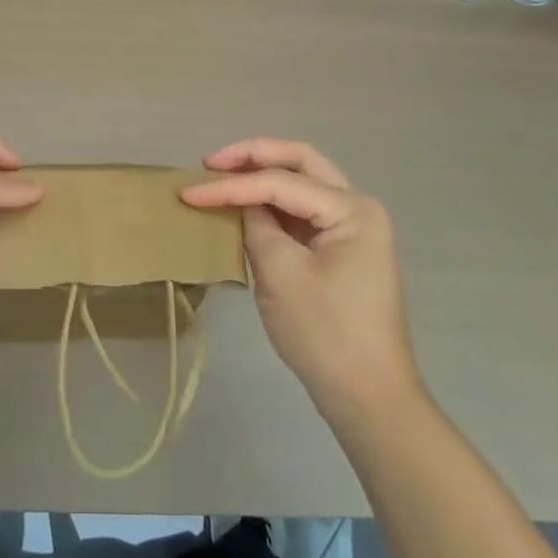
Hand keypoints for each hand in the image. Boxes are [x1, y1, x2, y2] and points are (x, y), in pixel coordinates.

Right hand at [182, 139, 420, 418]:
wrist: (370, 400)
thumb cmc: (326, 335)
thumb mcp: (280, 274)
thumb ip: (255, 225)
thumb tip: (238, 200)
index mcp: (352, 209)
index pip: (281, 182)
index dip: (231, 184)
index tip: (188, 191)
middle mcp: (357, 207)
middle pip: (300, 162)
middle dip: (253, 156)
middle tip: (212, 162)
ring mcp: (352, 228)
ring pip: (302, 182)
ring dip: (262, 175)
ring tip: (221, 176)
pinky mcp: (340, 249)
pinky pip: (302, 210)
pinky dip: (272, 203)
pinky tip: (244, 205)